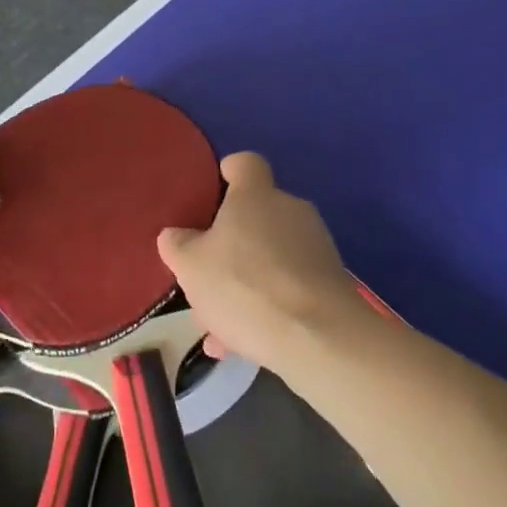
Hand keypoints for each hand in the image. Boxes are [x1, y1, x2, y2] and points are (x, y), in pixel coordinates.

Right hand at [157, 152, 364, 373]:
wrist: (318, 337)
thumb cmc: (245, 286)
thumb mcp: (191, 267)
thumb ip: (178, 245)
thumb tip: (175, 235)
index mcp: (256, 194)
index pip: (245, 163)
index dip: (228, 172)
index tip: (213, 191)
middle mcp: (290, 209)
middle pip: (256, 216)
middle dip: (230, 245)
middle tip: (206, 277)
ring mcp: (315, 245)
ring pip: (270, 257)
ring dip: (246, 282)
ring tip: (218, 325)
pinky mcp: (331, 281)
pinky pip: (289, 286)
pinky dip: (267, 306)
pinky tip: (243, 344)